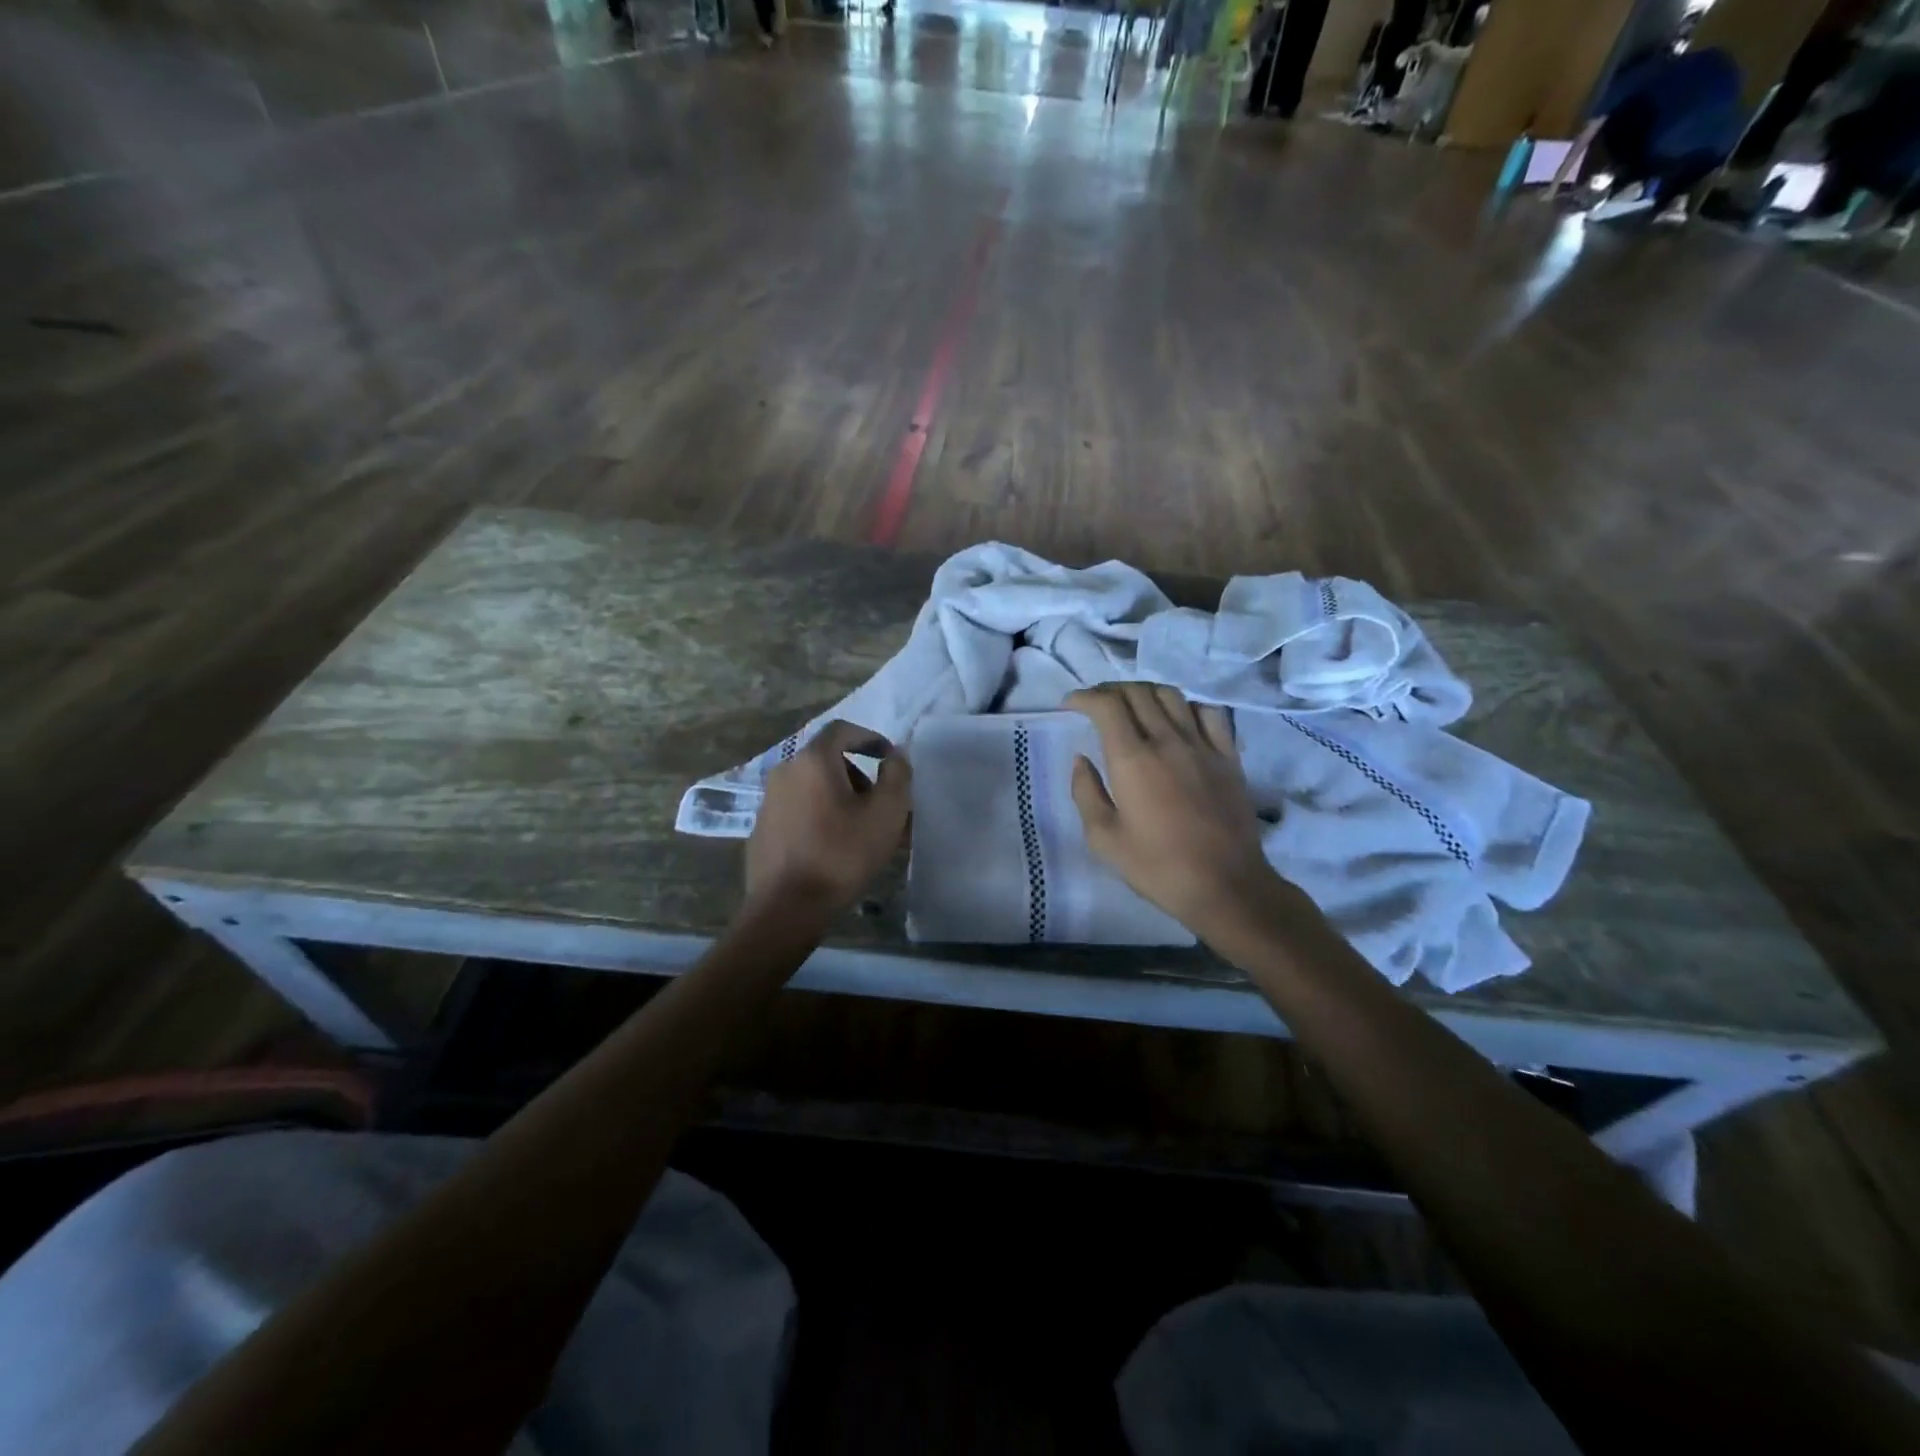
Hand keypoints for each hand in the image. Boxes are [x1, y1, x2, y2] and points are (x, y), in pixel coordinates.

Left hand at [743, 720, 911, 920]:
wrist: (787, 907)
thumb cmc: (842, 854)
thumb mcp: (886, 813)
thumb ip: (897, 775)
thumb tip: (896, 755)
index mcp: (813, 761)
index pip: (842, 730)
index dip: (869, 737)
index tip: (888, 758)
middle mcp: (785, 771)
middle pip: (826, 759)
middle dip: (857, 774)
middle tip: (880, 803)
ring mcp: (768, 801)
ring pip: (811, 786)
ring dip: (839, 797)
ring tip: (860, 829)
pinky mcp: (762, 828)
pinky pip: (797, 809)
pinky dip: (818, 815)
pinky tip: (832, 846)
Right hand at [1066, 684, 1277, 935]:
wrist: (1225, 885)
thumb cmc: (1157, 867)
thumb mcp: (1104, 839)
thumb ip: (1086, 793)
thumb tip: (1081, 761)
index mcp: (1132, 760)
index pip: (1107, 705)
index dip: (1085, 697)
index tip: (1070, 705)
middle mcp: (1167, 741)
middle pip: (1137, 693)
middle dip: (1110, 690)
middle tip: (1096, 704)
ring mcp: (1202, 745)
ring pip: (1171, 696)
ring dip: (1145, 692)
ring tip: (1133, 706)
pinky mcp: (1228, 756)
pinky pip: (1209, 713)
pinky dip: (1186, 706)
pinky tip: (1178, 719)